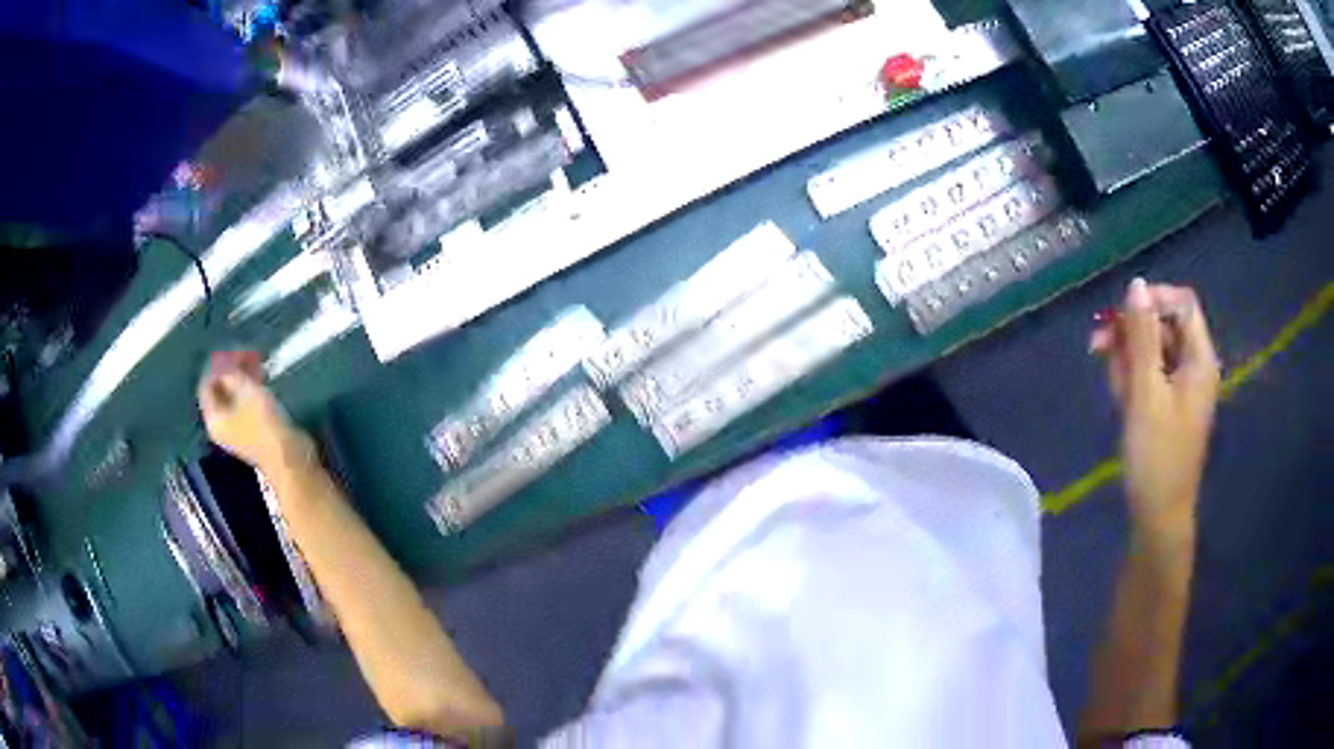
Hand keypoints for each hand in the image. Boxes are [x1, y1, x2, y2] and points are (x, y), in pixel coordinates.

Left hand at [198, 351, 307, 471]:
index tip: (231, 348)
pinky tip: (262, 378)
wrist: (289, 457)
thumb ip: (230, 373)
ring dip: (243, 378)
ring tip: (255, 362)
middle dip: (230, 370)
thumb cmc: (263, 423)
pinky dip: (251, 389)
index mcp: (214, 418)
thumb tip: (222, 363)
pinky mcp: (254, 431)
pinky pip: (246, 403)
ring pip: (235, 397)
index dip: (217, 364)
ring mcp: (238, 430)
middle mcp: (222, 425)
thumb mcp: (245, 390)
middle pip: (220, 391)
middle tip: (245, 352)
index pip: (206, 385)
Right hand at [1091, 279, 1219, 539]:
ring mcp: (1181, 387)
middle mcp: (1194, 366)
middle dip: (1132, 331)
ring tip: (1113, 389)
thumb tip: (1136, 285)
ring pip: (1152, 350)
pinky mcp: (1168, 405)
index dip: (1152, 300)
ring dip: (1127, 358)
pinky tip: (1120, 399)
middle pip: (1164, 325)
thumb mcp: (1146, 393)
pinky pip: (1149, 375)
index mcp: (1199, 359)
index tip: (1121, 315)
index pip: (1181, 303)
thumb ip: (1142, 337)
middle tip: (1098, 347)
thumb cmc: (1156, 457)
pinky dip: (1132, 380)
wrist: (1157, 517)